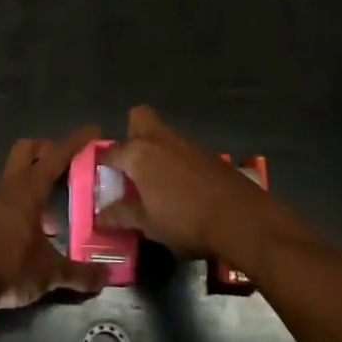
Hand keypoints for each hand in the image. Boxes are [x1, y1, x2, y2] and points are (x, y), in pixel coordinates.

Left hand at [0, 127, 109, 312]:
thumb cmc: (8, 267)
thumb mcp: (50, 273)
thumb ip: (79, 273)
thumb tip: (106, 276)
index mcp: (28, 190)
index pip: (56, 157)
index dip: (75, 142)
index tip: (92, 130)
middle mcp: (7, 188)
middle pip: (26, 150)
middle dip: (46, 149)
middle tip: (67, 162)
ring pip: (14, 177)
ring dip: (34, 183)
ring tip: (55, 213)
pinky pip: (5, 200)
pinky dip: (21, 206)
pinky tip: (32, 234)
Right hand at [97, 106, 270, 259]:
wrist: (241, 218)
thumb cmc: (185, 221)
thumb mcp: (148, 224)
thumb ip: (122, 215)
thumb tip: (101, 215)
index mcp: (138, 154)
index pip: (111, 152)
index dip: (104, 165)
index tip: (105, 179)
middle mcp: (160, 140)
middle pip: (139, 118)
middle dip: (131, 133)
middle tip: (131, 162)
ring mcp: (187, 144)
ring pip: (163, 134)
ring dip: (156, 149)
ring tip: (155, 181)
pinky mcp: (208, 154)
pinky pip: (183, 149)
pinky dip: (177, 161)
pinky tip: (181, 187)